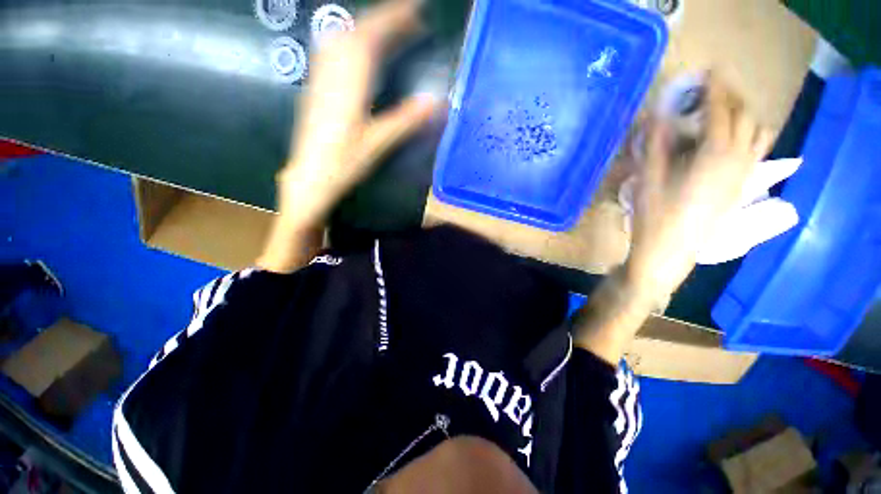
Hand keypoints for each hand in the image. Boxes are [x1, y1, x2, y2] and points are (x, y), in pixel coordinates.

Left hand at [276, 0, 438, 228]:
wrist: (311, 176)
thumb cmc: (345, 162)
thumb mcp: (379, 143)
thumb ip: (406, 120)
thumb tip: (436, 101)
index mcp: (350, 82)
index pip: (372, 36)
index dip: (394, 18)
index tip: (416, 9)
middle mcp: (333, 71)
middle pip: (357, 30)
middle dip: (384, 19)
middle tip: (410, 20)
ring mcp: (322, 77)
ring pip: (343, 37)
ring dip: (368, 27)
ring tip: (390, 31)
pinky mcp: (317, 86)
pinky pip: (334, 50)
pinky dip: (352, 40)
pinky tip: (360, 49)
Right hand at [624, 74, 774, 299]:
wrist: (669, 253)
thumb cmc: (654, 218)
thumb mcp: (648, 181)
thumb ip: (655, 146)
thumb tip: (656, 116)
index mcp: (714, 157)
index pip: (721, 111)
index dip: (715, 89)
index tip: (709, 72)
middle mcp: (738, 161)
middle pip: (745, 117)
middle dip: (731, 98)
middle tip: (709, 93)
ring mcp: (743, 175)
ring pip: (758, 133)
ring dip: (744, 116)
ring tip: (722, 114)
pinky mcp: (741, 187)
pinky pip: (756, 151)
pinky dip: (747, 135)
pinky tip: (727, 141)